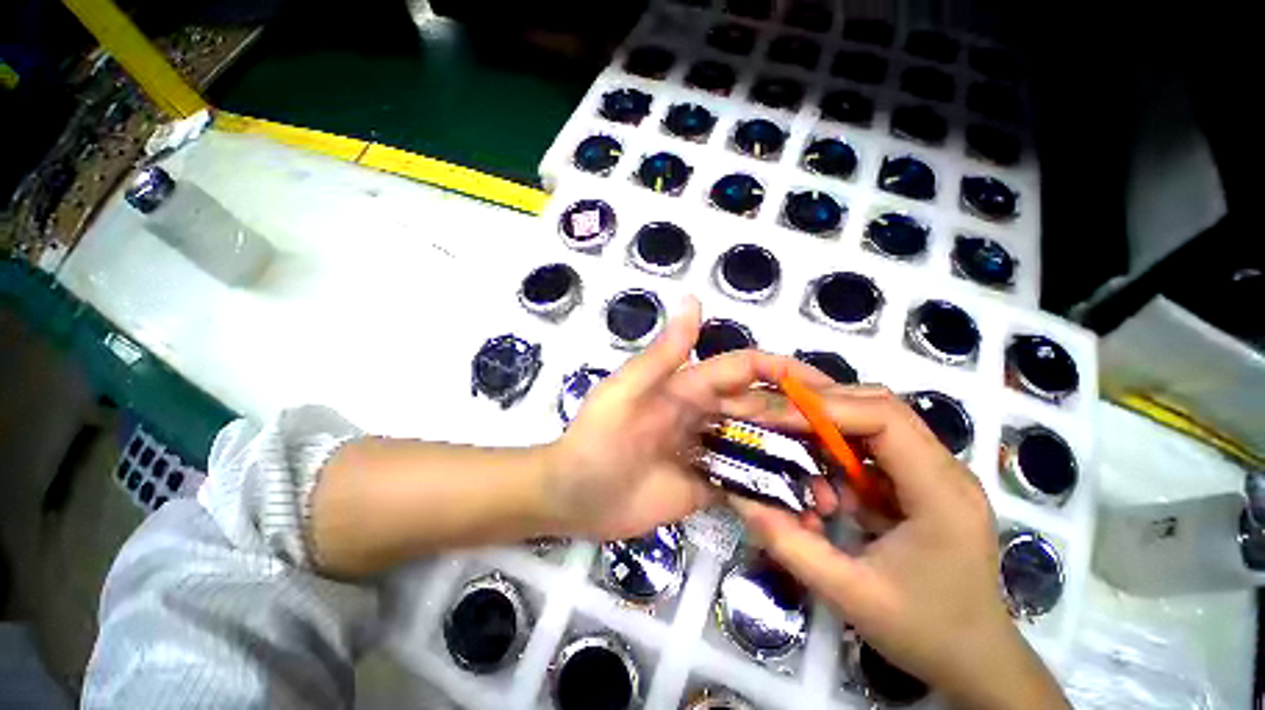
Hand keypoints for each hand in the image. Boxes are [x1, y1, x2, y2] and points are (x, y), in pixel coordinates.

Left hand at [545, 298, 837, 540]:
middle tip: (846, 449)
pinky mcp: (704, 485)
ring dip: (794, 462)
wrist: (571, 496)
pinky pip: (744, 485)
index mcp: (688, 387)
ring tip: (832, 489)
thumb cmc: (596, 440)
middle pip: (761, 411)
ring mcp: (707, 451)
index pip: (745, 370)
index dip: (784, 372)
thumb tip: (693, 299)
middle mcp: (704, 414)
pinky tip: (800, 512)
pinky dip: (771, 494)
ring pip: (759, 448)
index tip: (827, 391)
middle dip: (802, 423)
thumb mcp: (627, 392)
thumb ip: (664, 354)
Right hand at [729, 388, 1067, 709]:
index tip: (777, 417)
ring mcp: (938, 472)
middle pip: (880, 405)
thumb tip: (740, 495)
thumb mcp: (847, 593)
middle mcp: (946, 469)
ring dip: (830, 424)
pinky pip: (876, 444)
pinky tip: (823, 472)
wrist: (977, 660)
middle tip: (776, 418)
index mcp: (940, 493)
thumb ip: (787, 542)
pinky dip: (841, 446)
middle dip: (822, 405)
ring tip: (792, 441)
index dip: (825, 408)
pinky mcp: (924, 480)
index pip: (883, 418)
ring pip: (877, 418)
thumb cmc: (923, 631)